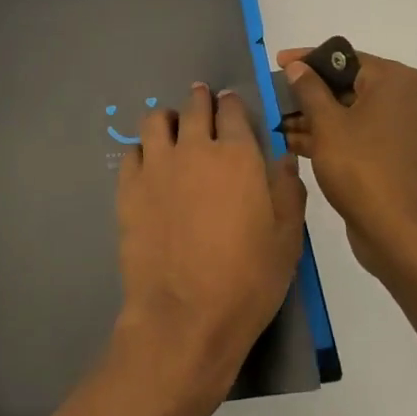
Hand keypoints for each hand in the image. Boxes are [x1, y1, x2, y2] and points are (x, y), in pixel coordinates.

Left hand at [112, 83, 308, 415]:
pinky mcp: (129, 187)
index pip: (233, 111)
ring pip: (156, 120)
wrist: (184, 315)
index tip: (231, 104)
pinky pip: (132, 152)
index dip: (233, 104)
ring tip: (173, 129)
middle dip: (201, 100)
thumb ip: (287, 191)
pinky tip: (149, 164)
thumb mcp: (287, 240)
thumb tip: (283, 159)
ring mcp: (157, 165)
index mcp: (238, 156)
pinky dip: (143, 150)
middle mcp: (195, 148)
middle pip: (195, 107)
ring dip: (168, 119)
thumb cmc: (247, 281)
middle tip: (202, 101)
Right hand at [278, 48, 416, 281]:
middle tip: (273, 98)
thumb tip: (297, 67)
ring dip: (314, 118)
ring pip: (350, 112)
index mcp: (394, 81)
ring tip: (275, 124)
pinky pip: (358, 135)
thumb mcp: (327, 124)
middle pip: (347, 84)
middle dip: (308, 93)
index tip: (277, 64)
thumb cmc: (363, 168)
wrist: (402, 234)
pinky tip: (294, 144)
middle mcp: (404, 99)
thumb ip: (309, 90)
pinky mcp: (395, 157)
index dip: (308, 59)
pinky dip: (330, 137)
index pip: (344, 57)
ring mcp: (402, 130)